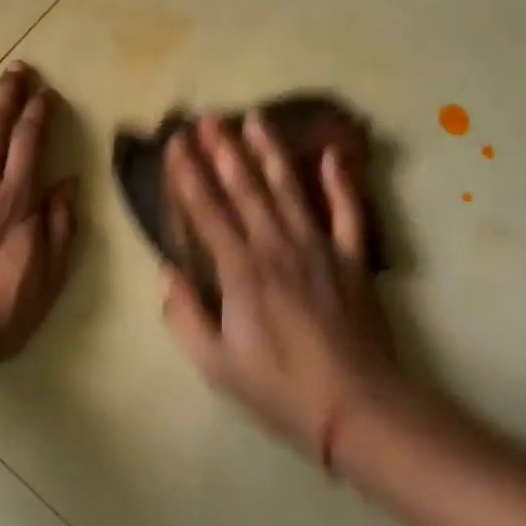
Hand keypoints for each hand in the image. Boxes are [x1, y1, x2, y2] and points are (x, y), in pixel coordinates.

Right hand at [161, 112, 398, 470]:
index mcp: (240, 270)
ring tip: (255, 118)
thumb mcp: (215, 365)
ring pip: (289, 189)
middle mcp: (276, 247)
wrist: (358, 408)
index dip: (188, 174)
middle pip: (245, 188)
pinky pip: (347, 212)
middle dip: (223, 149)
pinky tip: (330, 154)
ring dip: (269, 151)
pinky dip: (340, 182)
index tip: (176, 142)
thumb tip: (167, 272)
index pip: (207, 210)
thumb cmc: (279, 389)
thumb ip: (184, 315)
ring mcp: (318, 248)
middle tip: (208, 116)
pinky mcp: (352, 260)